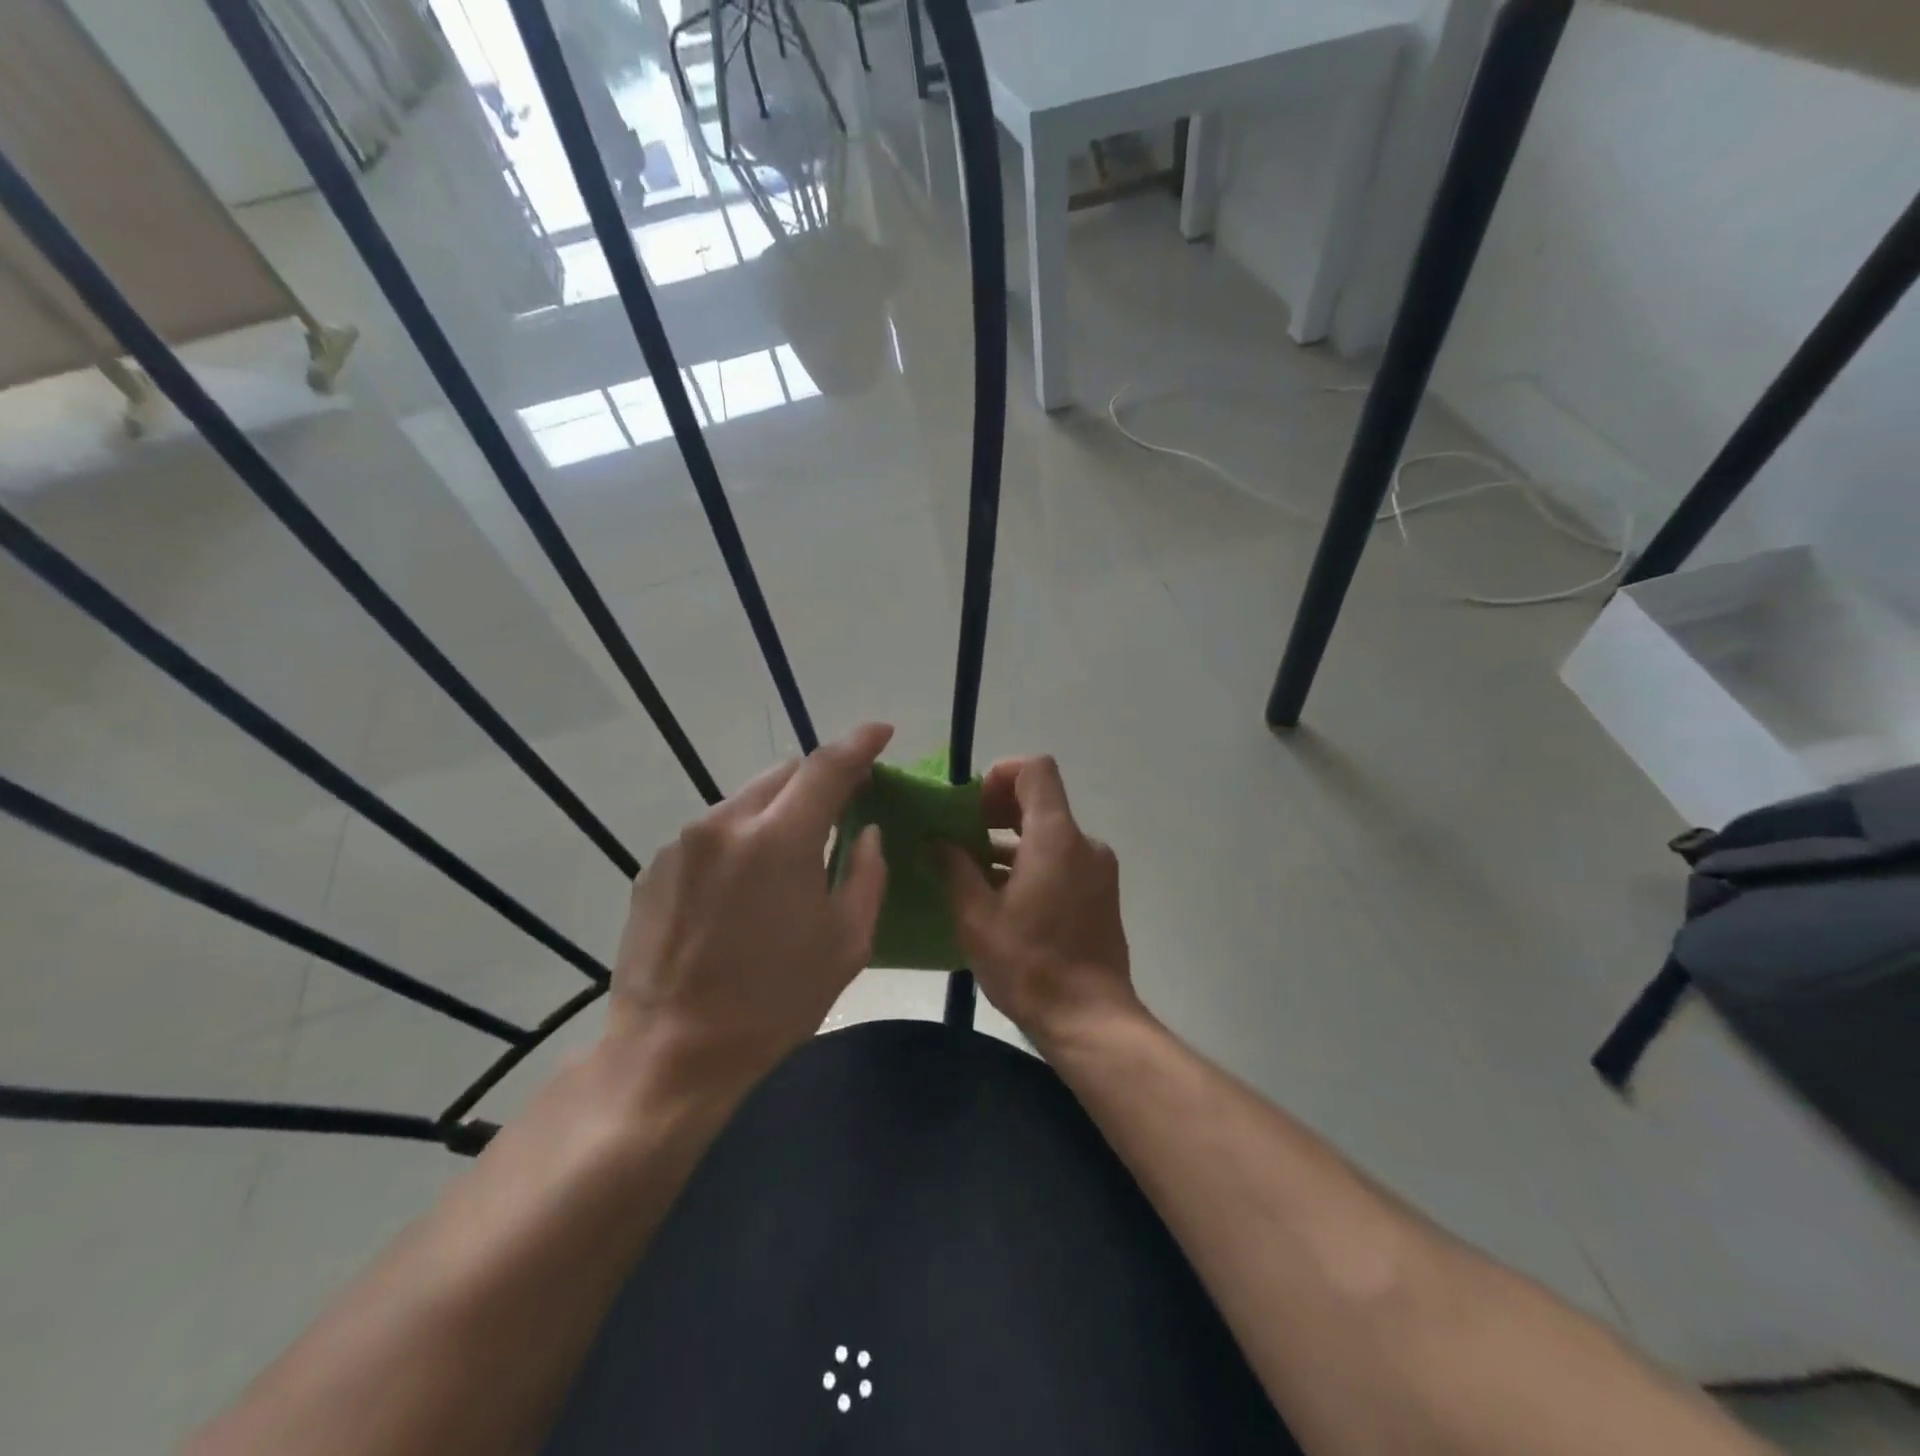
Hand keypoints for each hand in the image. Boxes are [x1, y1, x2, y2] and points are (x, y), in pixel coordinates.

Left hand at [604, 723, 892, 1092]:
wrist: (673, 1052)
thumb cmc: (775, 1001)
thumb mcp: (846, 942)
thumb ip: (866, 873)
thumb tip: (866, 833)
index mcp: (780, 839)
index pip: (827, 766)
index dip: (860, 743)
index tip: (881, 732)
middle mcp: (726, 824)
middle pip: (783, 773)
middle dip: (818, 779)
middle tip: (842, 805)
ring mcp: (683, 842)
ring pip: (745, 801)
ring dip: (777, 812)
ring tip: (789, 855)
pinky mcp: (656, 866)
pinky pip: (711, 833)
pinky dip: (739, 841)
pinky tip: (742, 887)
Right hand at [943, 755, 1140, 1049]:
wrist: (1089, 1018)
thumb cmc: (1029, 965)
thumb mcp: (976, 917)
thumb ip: (955, 869)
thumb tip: (936, 842)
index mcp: (1056, 837)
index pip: (1036, 770)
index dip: (1001, 775)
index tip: (972, 806)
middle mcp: (1084, 843)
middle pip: (1042, 800)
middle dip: (999, 809)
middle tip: (963, 835)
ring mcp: (1098, 869)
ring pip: (1051, 833)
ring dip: (1014, 840)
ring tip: (976, 869)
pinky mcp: (1101, 893)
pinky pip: (1064, 859)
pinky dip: (1034, 862)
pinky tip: (1005, 895)